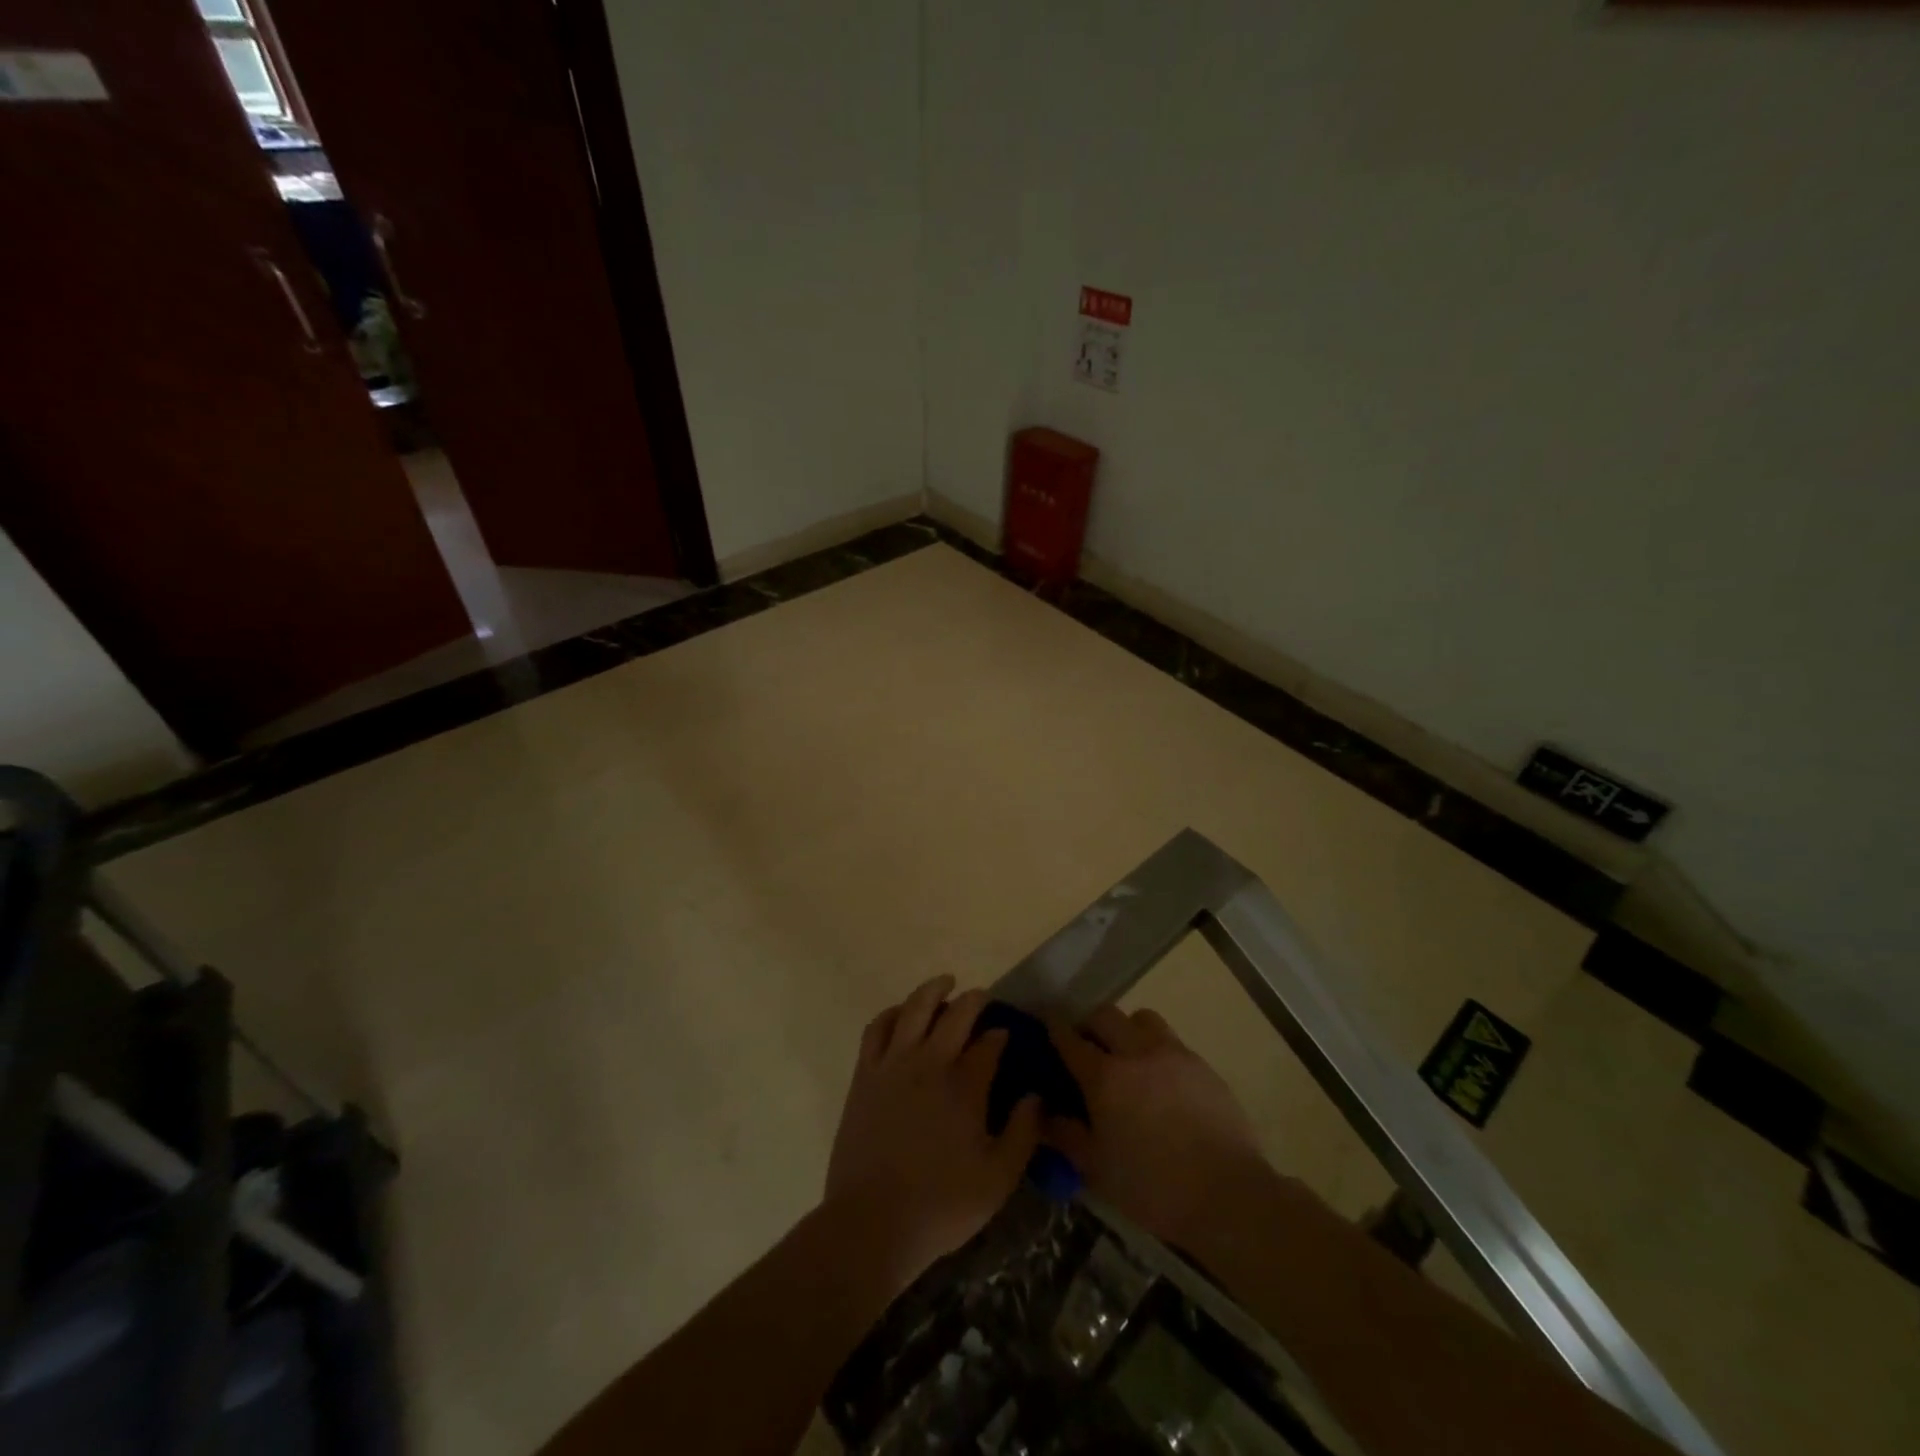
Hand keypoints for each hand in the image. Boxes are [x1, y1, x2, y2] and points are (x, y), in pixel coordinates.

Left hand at [825, 976, 1040, 1289]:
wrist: (871, 1222)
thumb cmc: (941, 1205)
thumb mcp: (998, 1180)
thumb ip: (1023, 1134)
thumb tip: (1036, 1096)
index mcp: (966, 1086)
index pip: (989, 1043)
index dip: (1000, 1035)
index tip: (1007, 1034)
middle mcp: (931, 1062)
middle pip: (956, 1014)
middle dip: (974, 1001)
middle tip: (983, 997)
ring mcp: (894, 1064)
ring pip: (915, 1008)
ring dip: (933, 990)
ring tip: (945, 983)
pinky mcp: (866, 1074)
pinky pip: (878, 1028)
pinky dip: (892, 1012)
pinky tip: (901, 1013)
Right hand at [1045, 1005, 1267, 1248]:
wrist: (1228, 1195)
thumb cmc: (1153, 1187)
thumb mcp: (1097, 1169)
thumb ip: (1065, 1135)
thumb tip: (1042, 1112)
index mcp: (1105, 1077)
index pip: (1070, 1038)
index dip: (1054, 1028)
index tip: (1047, 1025)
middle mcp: (1136, 1052)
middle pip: (1105, 1015)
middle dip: (1089, 1024)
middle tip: (1086, 1046)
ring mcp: (1173, 1054)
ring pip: (1141, 1019)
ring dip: (1127, 1029)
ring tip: (1127, 1056)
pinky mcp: (1202, 1065)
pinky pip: (1171, 1041)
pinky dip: (1156, 1050)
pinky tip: (1161, 1081)